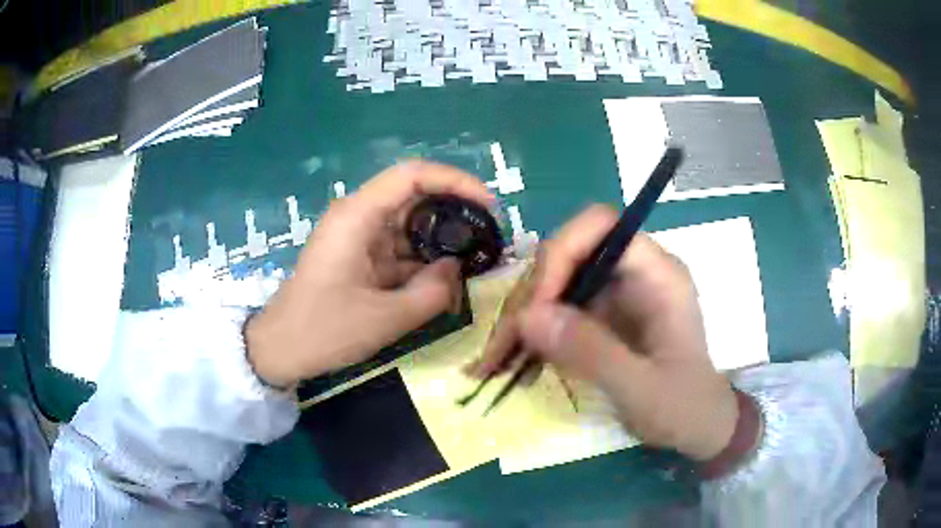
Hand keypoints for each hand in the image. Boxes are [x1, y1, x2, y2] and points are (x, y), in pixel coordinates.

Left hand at [245, 161, 493, 387]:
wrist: (280, 349)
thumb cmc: (324, 330)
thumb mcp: (385, 318)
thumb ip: (432, 292)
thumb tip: (457, 270)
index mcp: (358, 216)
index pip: (412, 176)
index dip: (455, 181)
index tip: (488, 205)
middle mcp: (358, 216)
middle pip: (414, 196)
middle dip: (454, 212)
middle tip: (488, 235)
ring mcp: (357, 237)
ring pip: (409, 225)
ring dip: (440, 240)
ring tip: (475, 259)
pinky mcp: (358, 257)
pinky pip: (398, 248)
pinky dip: (423, 260)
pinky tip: (446, 278)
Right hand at [469, 205, 739, 460]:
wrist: (699, 426)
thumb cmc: (684, 407)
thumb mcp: (642, 389)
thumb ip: (591, 352)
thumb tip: (528, 317)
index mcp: (657, 274)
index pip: (601, 228)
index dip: (561, 254)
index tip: (535, 309)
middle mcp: (632, 273)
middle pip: (567, 255)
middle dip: (530, 297)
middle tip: (501, 348)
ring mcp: (614, 294)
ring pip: (553, 283)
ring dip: (521, 319)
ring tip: (496, 362)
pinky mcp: (600, 316)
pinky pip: (555, 311)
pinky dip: (529, 334)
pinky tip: (513, 363)